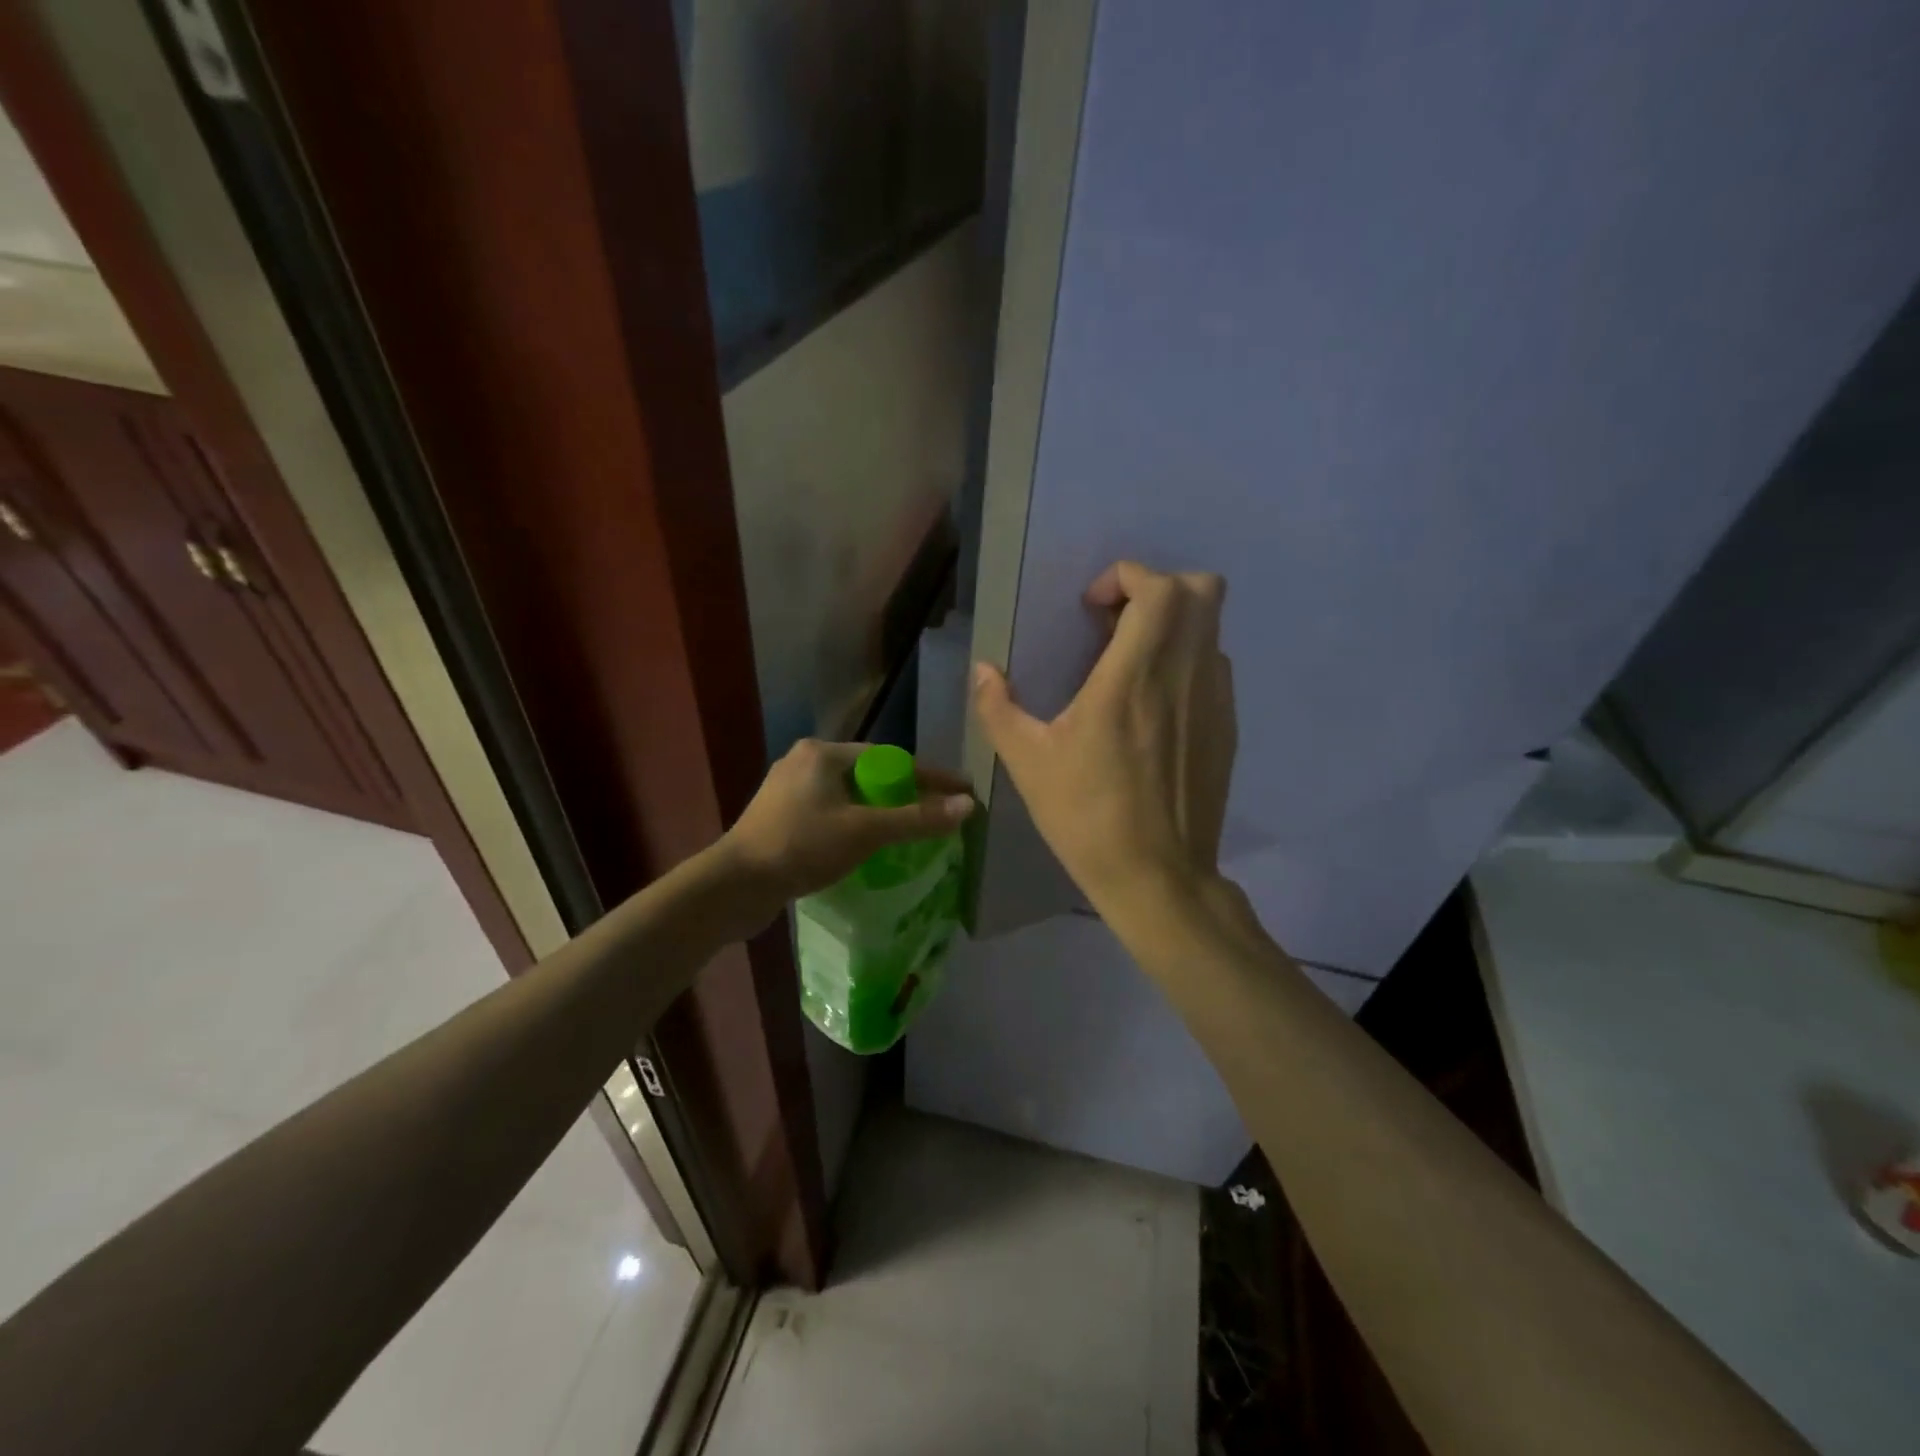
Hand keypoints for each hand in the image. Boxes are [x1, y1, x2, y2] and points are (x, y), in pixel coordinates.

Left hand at [718, 739, 973, 920]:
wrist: (734, 886)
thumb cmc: (802, 847)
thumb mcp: (866, 831)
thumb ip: (916, 818)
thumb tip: (967, 805)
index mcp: (823, 753)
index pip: (890, 758)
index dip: (929, 776)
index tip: (961, 790)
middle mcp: (804, 761)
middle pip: (869, 775)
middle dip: (904, 793)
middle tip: (936, 813)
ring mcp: (787, 790)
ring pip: (849, 796)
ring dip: (879, 811)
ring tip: (909, 830)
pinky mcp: (779, 817)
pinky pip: (830, 812)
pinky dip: (855, 823)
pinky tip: (867, 845)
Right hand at [972, 561, 1235, 913]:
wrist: (1158, 876)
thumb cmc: (1087, 816)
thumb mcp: (1028, 763)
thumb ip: (998, 708)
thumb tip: (982, 670)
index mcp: (1134, 675)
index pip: (1159, 588)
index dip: (1126, 577)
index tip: (1092, 609)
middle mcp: (1185, 674)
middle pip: (1203, 590)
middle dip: (1157, 589)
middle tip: (1115, 625)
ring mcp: (1215, 701)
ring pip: (1211, 629)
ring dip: (1173, 626)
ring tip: (1130, 666)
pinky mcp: (1226, 728)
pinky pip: (1214, 668)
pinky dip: (1187, 662)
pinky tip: (1153, 708)